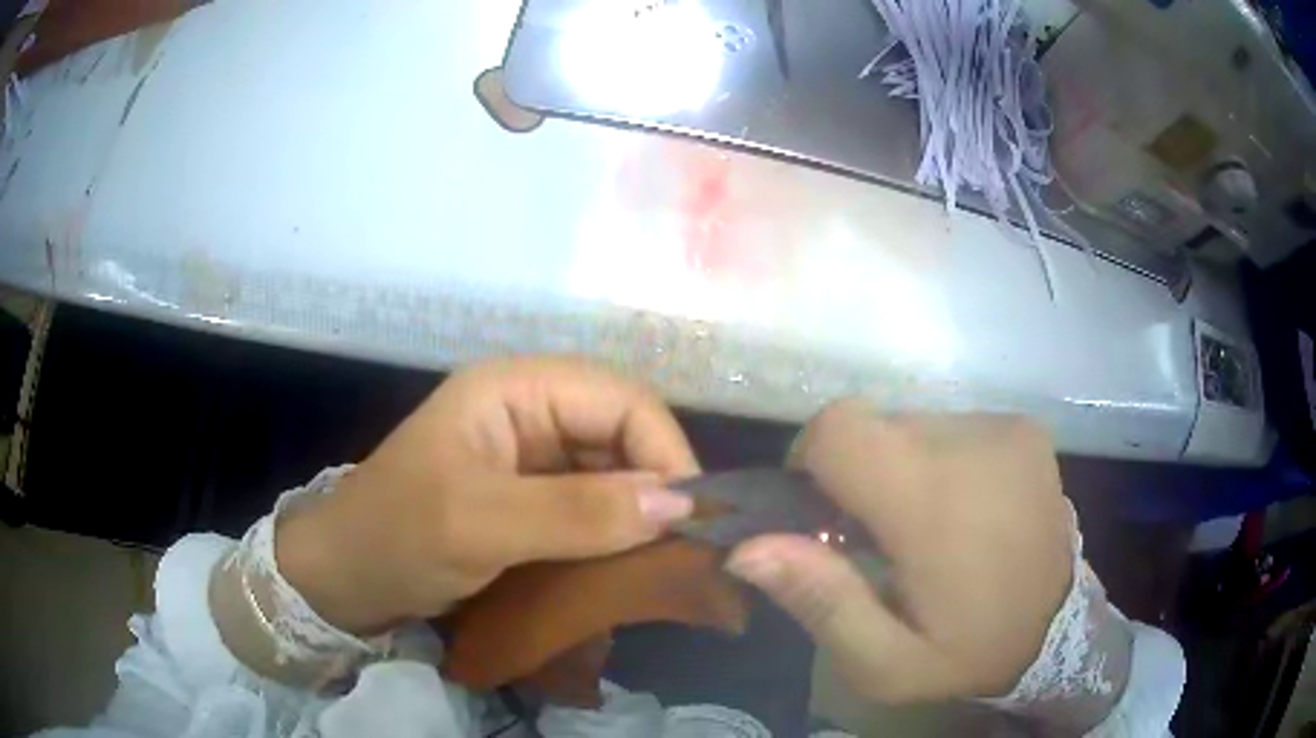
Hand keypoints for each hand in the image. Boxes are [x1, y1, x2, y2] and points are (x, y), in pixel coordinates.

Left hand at [277, 356, 700, 634]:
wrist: (343, 580)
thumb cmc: (396, 537)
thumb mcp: (481, 525)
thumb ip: (578, 513)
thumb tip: (680, 506)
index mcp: (513, 388)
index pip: (620, 399)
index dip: (663, 450)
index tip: (691, 518)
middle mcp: (528, 410)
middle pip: (621, 433)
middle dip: (655, 485)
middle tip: (682, 549)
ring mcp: (528, 456)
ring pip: (611, 471)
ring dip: (637, 514)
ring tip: (662, 562)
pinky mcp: (527, 497)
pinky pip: (590, 505)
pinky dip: (613, 533)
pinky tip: (625, 565)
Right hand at [727, 399, 1072, 702]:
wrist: (1060, 630)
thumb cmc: (969, 653)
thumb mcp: (886, 662)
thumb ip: (821, 601)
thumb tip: (747, 548)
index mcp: (934, 500)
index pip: (838, 428)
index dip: (809, 461)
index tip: (819, 514)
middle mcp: (973, 442)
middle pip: (872, 425)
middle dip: (856, 475)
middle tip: (875, 538)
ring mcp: (1005, 428)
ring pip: (910, 423)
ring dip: (899, 468)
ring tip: (925, 527)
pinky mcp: (1023, 427)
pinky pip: (950, 426)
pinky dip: (937, 461)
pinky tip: (961, 509)